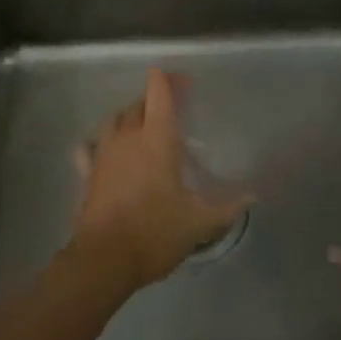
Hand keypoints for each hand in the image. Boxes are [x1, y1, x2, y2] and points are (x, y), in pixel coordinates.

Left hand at [70, 68, 252, 290]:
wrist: (104, 260)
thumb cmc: (156, 232)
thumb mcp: (199, 221)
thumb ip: (227, 206)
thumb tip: (253, 196)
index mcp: (157, 138)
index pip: (159, 93)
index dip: (169, 80)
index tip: (184, 81)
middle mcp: (127, 137)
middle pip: (137, 104)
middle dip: (153, 98)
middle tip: (171, 106)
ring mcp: (103, 153)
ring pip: (113, 120)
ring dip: (127, 116)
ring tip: (140, 125)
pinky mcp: (87, 173)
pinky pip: (89, 147)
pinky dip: (98, 142)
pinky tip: (104, 150)